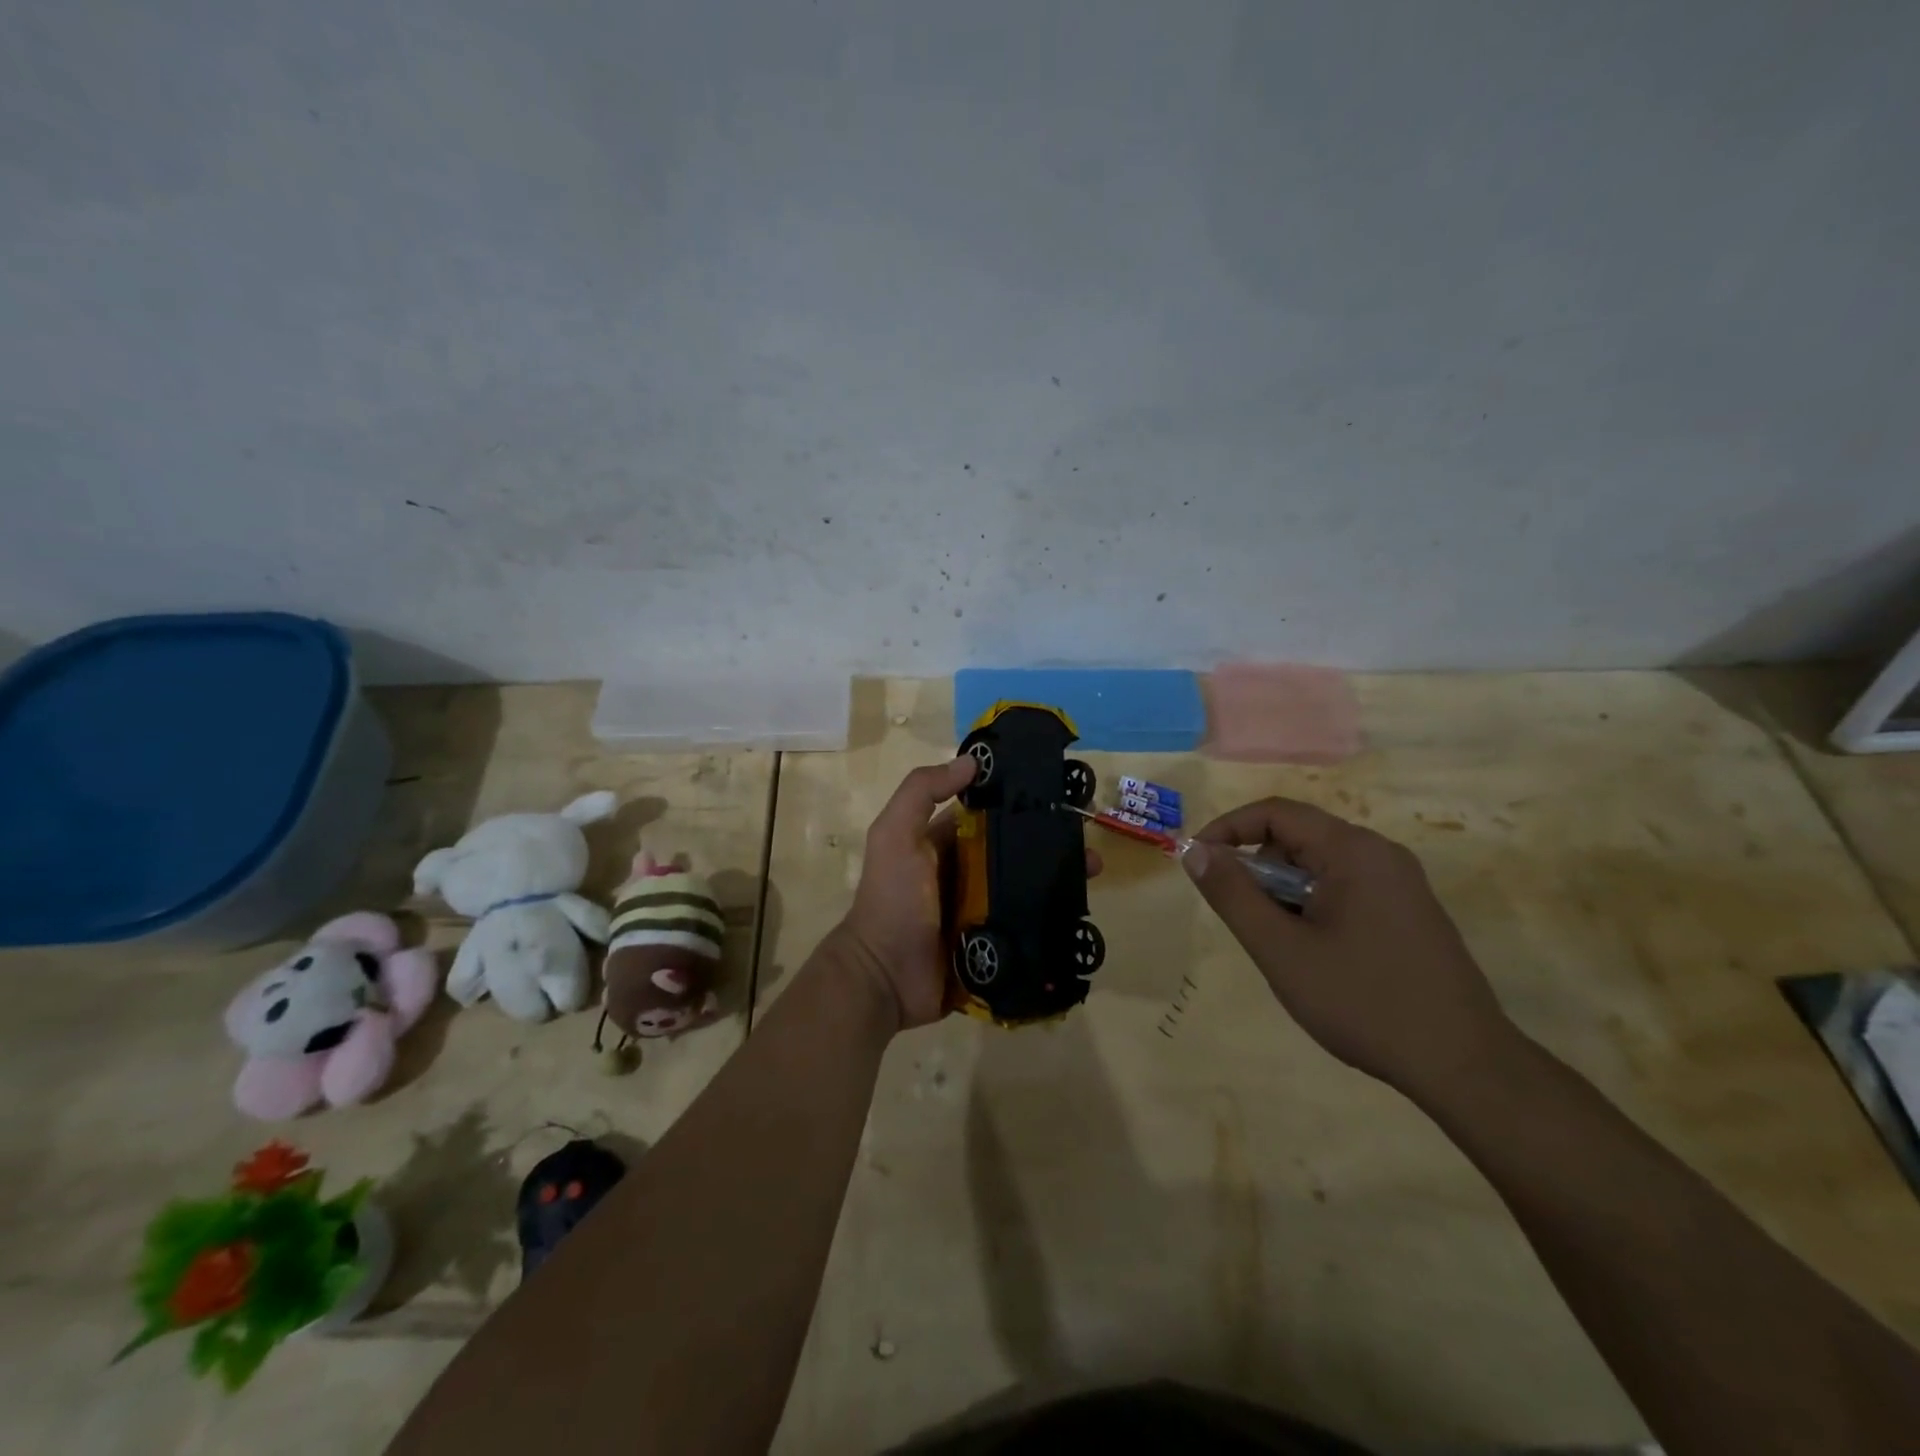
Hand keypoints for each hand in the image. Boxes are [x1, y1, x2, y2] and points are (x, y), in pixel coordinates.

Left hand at [837, 757, 1103, 1033]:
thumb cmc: (893, 899)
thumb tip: (972, 762)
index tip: (1057, 790)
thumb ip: (922, 792)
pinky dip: (1054, 915)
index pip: (989, 813)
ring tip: (1093, 869)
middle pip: (1016, 849)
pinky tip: (1082, 908)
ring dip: (1059, 876)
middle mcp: (967, 872)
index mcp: (944, 843)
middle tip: (1087, 834)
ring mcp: (983, 910)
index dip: (1019, 799)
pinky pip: (1029, 924)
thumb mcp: (895, 835)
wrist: (885, 978)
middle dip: (1050, 840)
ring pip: (1028, 886)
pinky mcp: (996, 943)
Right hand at [1183, 797, 1513, 1095]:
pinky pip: (1346, 885)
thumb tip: (1194, 850)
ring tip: (1278, 941)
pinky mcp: (1410, 910)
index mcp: (1352, 851)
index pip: (1275, 813)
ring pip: (1321, 864)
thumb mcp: (1280, 949)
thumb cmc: (1362, 1001)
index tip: (1197, 862)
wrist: (1464, 1065)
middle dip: (1257, 867)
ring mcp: (1401, 882)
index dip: (1227, 829)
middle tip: (1240, 914)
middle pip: (1298, 836)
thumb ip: (1232, 894)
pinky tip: (1315, 951)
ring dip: (1285, 889)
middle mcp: (1381, 853)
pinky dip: (1313, 903)